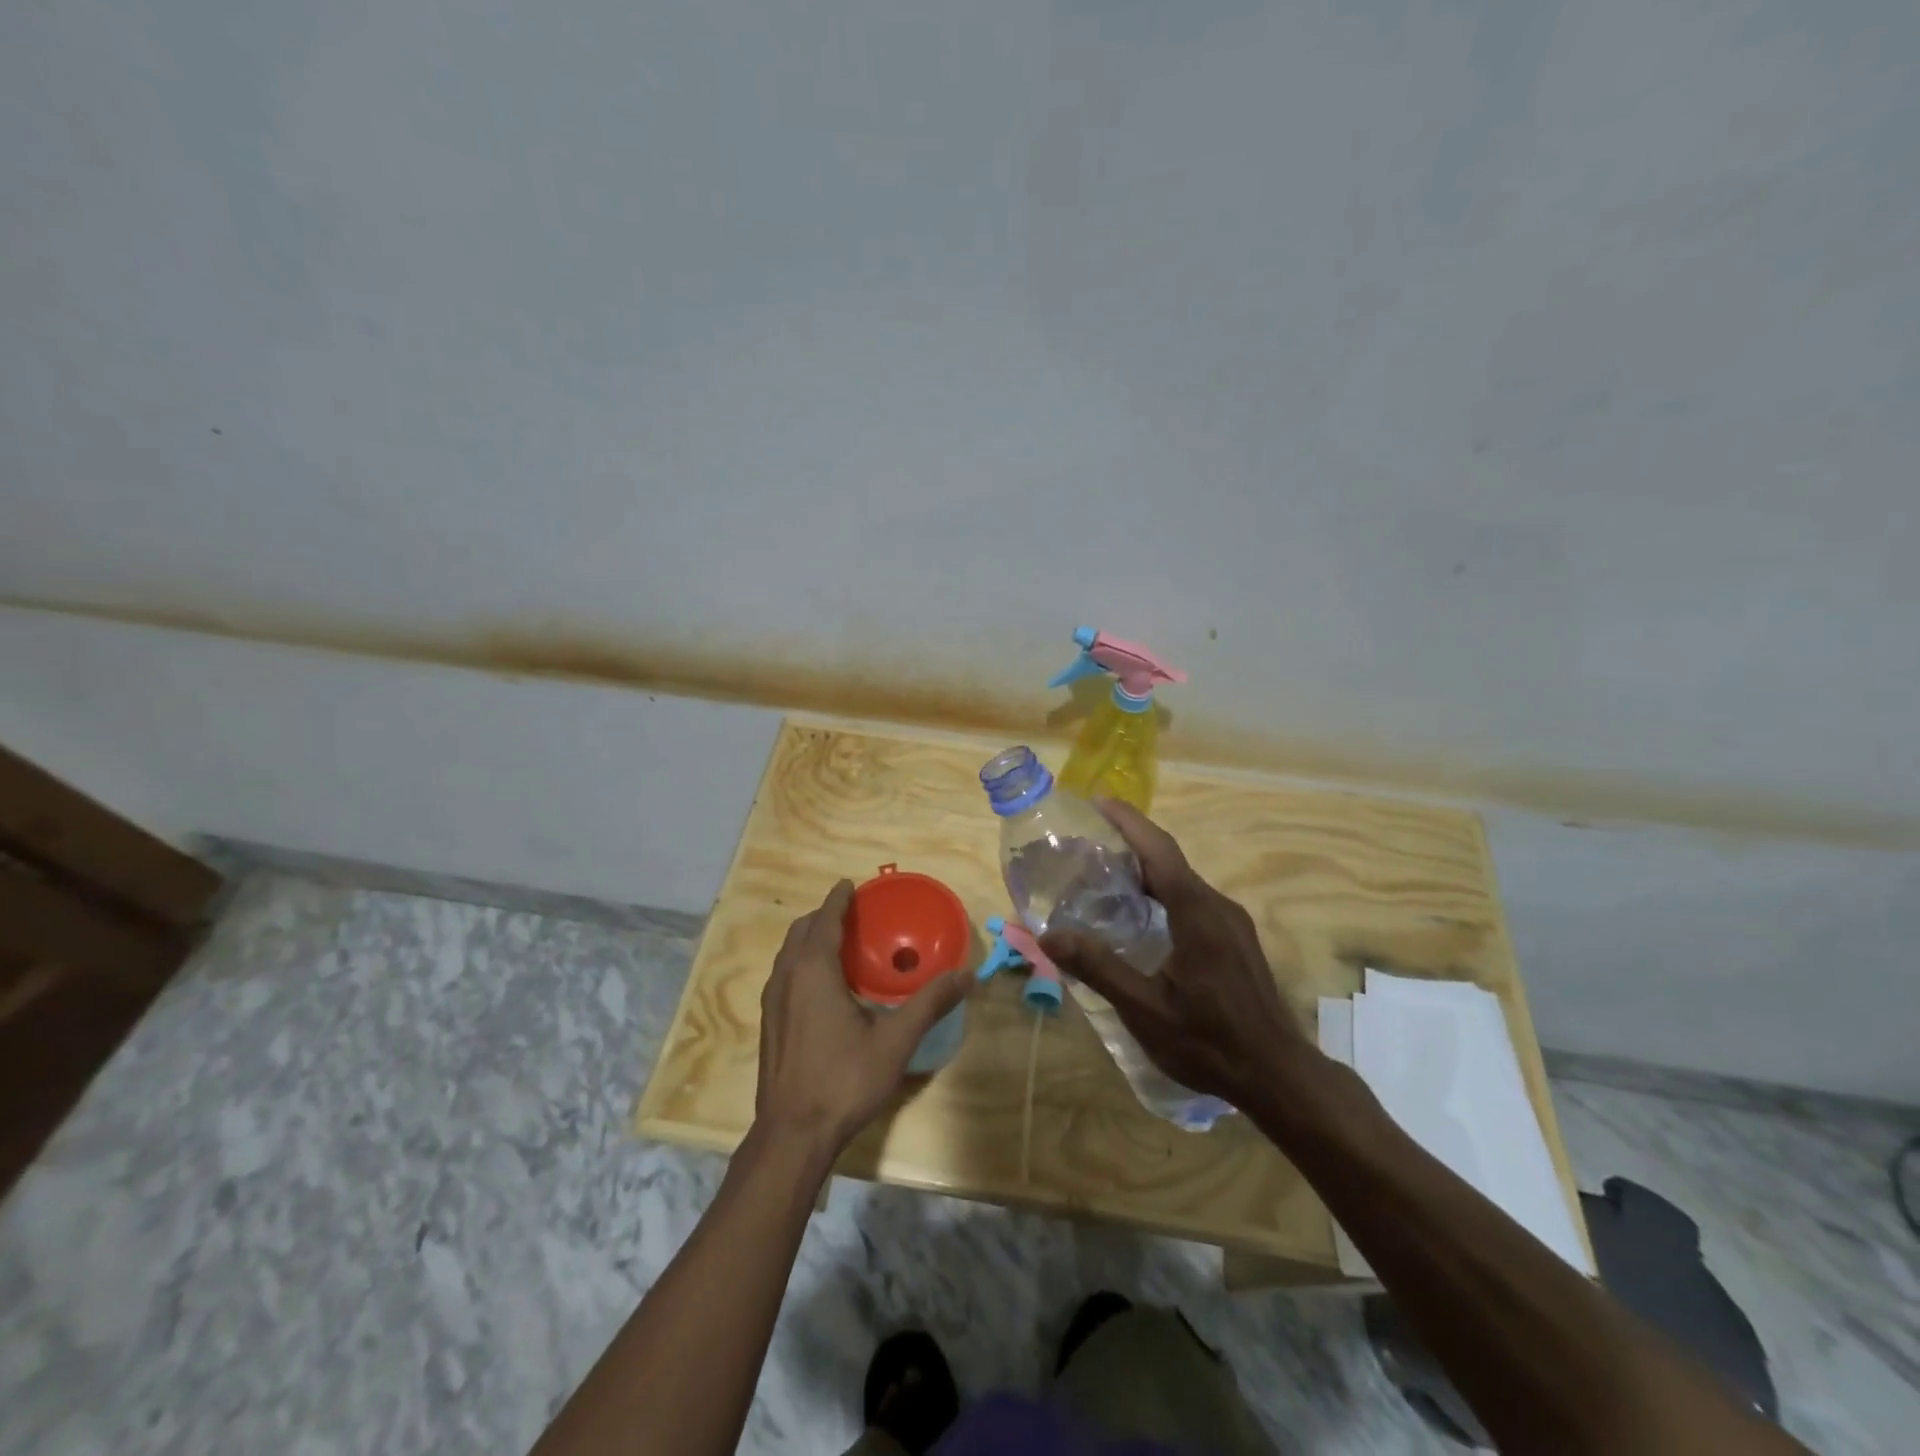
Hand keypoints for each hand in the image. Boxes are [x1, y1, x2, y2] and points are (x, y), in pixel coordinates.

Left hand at [756, 880, 974, 1154]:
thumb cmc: (844, 1080)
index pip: (825, 919)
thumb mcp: (895, 1041)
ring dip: (810, 939)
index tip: (852, 884)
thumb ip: (930, 1003)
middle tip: (853, 913)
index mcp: (813, 969)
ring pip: (789, 953)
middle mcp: (787, 976)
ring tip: (840, 943)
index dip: (838, 899)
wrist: (792, 1135)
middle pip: (802, 931)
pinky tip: (825, 986)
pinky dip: (802, 962)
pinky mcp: (769, 1023)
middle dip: (824, 915)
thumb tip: (967, 976)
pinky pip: (785, 975)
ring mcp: (773, 1001)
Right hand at [1040, 800, 1313, 1110]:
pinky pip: (1193, 899)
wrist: (1278, 1075)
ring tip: (1105, 874)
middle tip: (1087, 842)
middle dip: (1130, 842)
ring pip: (1182, 880)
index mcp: (1197, 913)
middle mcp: (1217, 906)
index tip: (1098, 801)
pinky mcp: (1236, 939)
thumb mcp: (1145, 1009)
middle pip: (1169, 860)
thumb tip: (1049, 936)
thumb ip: (1098, 968)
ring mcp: (1232, 922)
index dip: (1128, 821)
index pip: (1159, 851)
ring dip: (1146, 869)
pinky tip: (1140, 915)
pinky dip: (1162, 891)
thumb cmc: (1209, 1042)